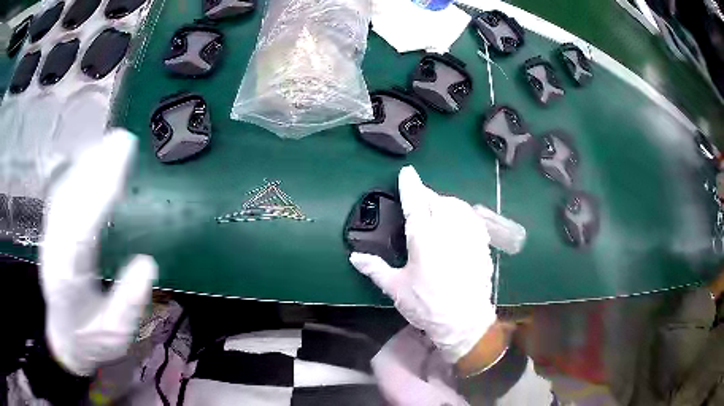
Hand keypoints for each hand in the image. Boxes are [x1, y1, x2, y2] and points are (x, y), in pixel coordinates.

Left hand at [40, 130, 156, 375]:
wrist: (64, 340)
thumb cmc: (90, 339)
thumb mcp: (116, 334)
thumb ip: (129, 303)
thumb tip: (147, 262)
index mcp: (68, 277)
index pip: (81, 227)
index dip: (100, 192)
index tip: (121, 163)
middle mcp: (55, 250)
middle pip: (70, 201)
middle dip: (95, 168)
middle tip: (123, 141)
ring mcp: (51, 238)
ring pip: (65, 193)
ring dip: (87, 165)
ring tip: (112, 144)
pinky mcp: (52, 233)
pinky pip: (62, 197)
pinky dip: (77, 174)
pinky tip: (91, 162)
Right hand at [350, 166, 495, 362]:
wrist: (464, 321)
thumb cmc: (426, 304)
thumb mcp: (396, 288)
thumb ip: (375, 269)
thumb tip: (354, 257)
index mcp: (423, 237)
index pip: (415, 202)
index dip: (410, 185)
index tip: (407, 172)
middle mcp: (448, 229)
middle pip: (437, 200)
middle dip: (426, 195)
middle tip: (418, 201)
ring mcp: (468, 235)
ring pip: (457, 206)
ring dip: (445, 203)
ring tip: (438, 210)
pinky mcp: (482, 244)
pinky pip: (472, 219)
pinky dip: (463, 214)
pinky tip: (459, 223)